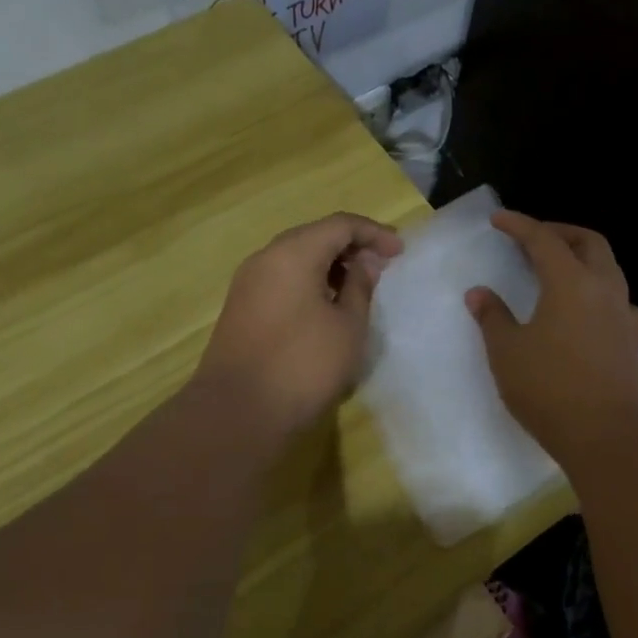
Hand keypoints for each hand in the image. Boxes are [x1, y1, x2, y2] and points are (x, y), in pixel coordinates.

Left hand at [196, 212, 403, 436]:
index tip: (400, 252)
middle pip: (314, 236)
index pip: (340, 225)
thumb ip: (360, 288)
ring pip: (296, 258)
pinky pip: (281, 279)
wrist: (237, 412)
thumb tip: (363, 264)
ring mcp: (248, 283)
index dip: (374, 233)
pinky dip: (309, 282)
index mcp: (293, 253)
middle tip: (381, 268)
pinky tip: (327, 307)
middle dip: (351, 246)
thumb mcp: (347, 327)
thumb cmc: (303, 365)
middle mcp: (266, 258)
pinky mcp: (241, 307)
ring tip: (358, 289)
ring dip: (330, 265)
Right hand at [466, 211, 637, 466]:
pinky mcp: (633, 340)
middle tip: (533, 238)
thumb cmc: (550, 389)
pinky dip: (600, 292)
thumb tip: (479, 293)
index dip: (519, 225)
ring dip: (583, 258)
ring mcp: (624, 315)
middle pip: (588, 242)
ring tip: (558, 270)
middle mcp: (603, 289)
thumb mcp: (508, 352)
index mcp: (570, 283)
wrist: (608, 437)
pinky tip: (588, 311)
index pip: (543, 239)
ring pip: (608, 268)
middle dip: (559, 231)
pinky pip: (619, 301)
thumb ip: (493, 317)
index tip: (498, 219)